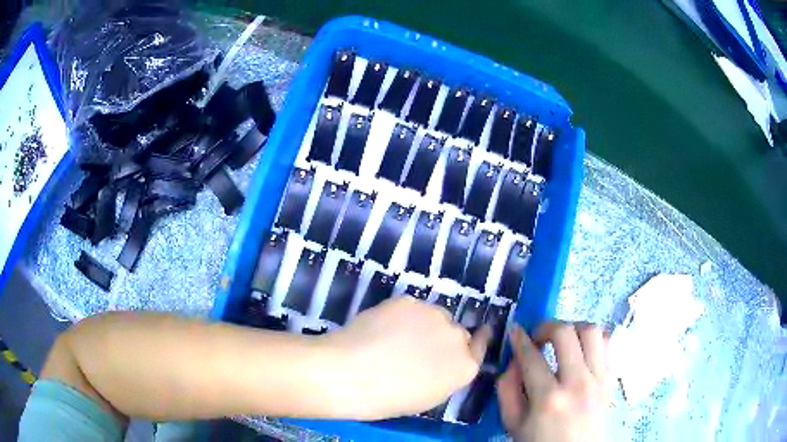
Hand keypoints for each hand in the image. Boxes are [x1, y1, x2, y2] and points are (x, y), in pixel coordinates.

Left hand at [322, 296, 489, 419]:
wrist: (353, 374)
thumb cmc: (388, 399)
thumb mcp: (427, 397)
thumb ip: (445, 376)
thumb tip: (439, 363)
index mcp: (465, 367)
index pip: (480, 347)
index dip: (474, 343)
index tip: (473, 337)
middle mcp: (457, 337)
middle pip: (456, 332)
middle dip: (442, 339)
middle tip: (417, 349)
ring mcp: (434, 315)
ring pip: (434, 316)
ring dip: (424, 325)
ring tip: (396, 338)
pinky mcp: (409, 300)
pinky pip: (411, 308)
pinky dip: (402, 316)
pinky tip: (382, 328)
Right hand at [497, 322, 608, 441]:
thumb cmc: (540, 441)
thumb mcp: (513, 423)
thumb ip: (507, 390)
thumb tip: (513, 361)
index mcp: (548, 399)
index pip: (531, 356)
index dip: (519, 338)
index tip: (515, 331)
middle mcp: (577, 383)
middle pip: (565, 333)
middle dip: (546, 327)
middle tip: (538, 337)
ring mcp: (599, 378)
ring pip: (591, 331)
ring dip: (573, 328)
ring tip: (562, 340)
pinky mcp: (611, 377)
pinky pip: (607, 343)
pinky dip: (592, 338)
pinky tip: (581, 348)